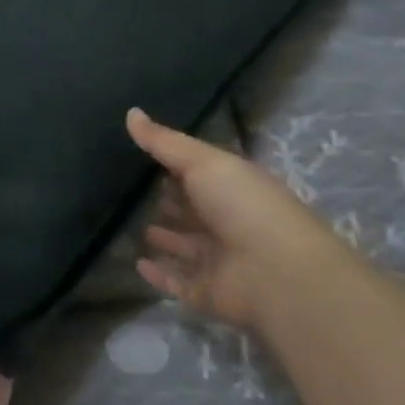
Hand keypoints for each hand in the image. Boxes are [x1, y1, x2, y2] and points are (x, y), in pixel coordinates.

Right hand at [126, 108, 356, 330]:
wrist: (279, 275)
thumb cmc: (245, 206)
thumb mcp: (204, 162)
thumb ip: (164, 142)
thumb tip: (130, 112)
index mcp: (233, 188)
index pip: (199, 173)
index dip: (172, 164)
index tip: (136, 154)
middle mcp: (227, 222)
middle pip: (191, 210)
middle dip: (165, 201)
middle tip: (124, 189)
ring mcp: (218, 260)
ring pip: (183, 246)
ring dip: (162, 237)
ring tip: (124, 222)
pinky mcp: (207, 293)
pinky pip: (177, 282)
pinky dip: (158, 274)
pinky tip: (136, 263)